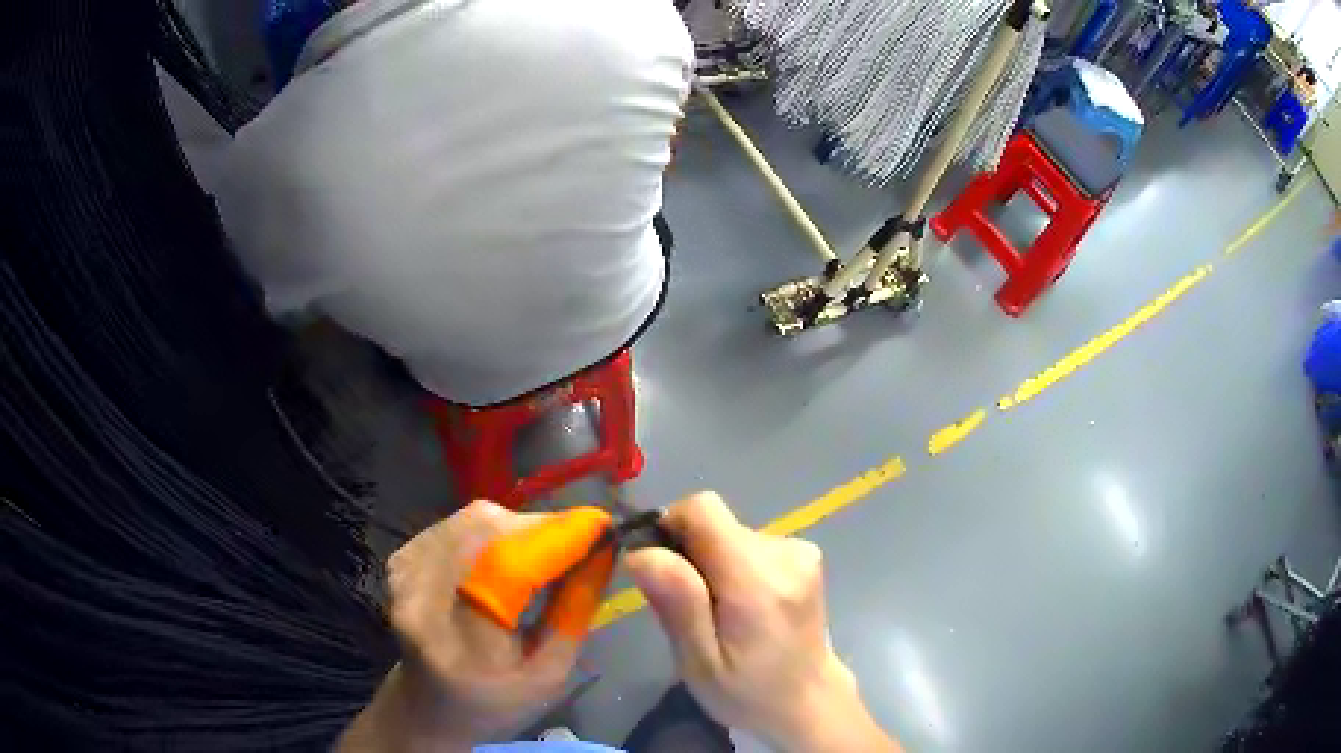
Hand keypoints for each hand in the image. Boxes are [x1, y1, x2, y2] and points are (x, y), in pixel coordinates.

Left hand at [339, 501, 614, 751]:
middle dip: (543, 527)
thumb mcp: (550, 673)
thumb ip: (575, 611)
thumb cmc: (494, 702)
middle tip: (581, 538)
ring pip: (473, 519)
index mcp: (462, 642)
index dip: (560, 538)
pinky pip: (456, 523)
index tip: (605, 525)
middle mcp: (422, 597)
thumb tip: (602, 551)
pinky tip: (507, 551)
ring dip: (519, 525)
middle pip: (488, 531)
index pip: (511, 568)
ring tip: (549, 547)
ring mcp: (405, 572)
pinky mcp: (401, 558)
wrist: (426, 705)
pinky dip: (492, 529)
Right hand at [625, 493, 899, 752]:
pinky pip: (749, 545)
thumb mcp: (700, 663)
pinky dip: (734, 568)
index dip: (671, 527)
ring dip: (712, 565)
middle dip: (690, 557)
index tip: (660, 570)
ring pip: (729, 535)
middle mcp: (785, 552)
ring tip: (719, 615)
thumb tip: (643, 551)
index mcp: (758, 579)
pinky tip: (743, 608)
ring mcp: (800, 551)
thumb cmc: (748, 692)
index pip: (703, 509)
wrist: (809, 701)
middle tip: (690, 611)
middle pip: (715, 524)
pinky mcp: (804, 555)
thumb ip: (677, 604)